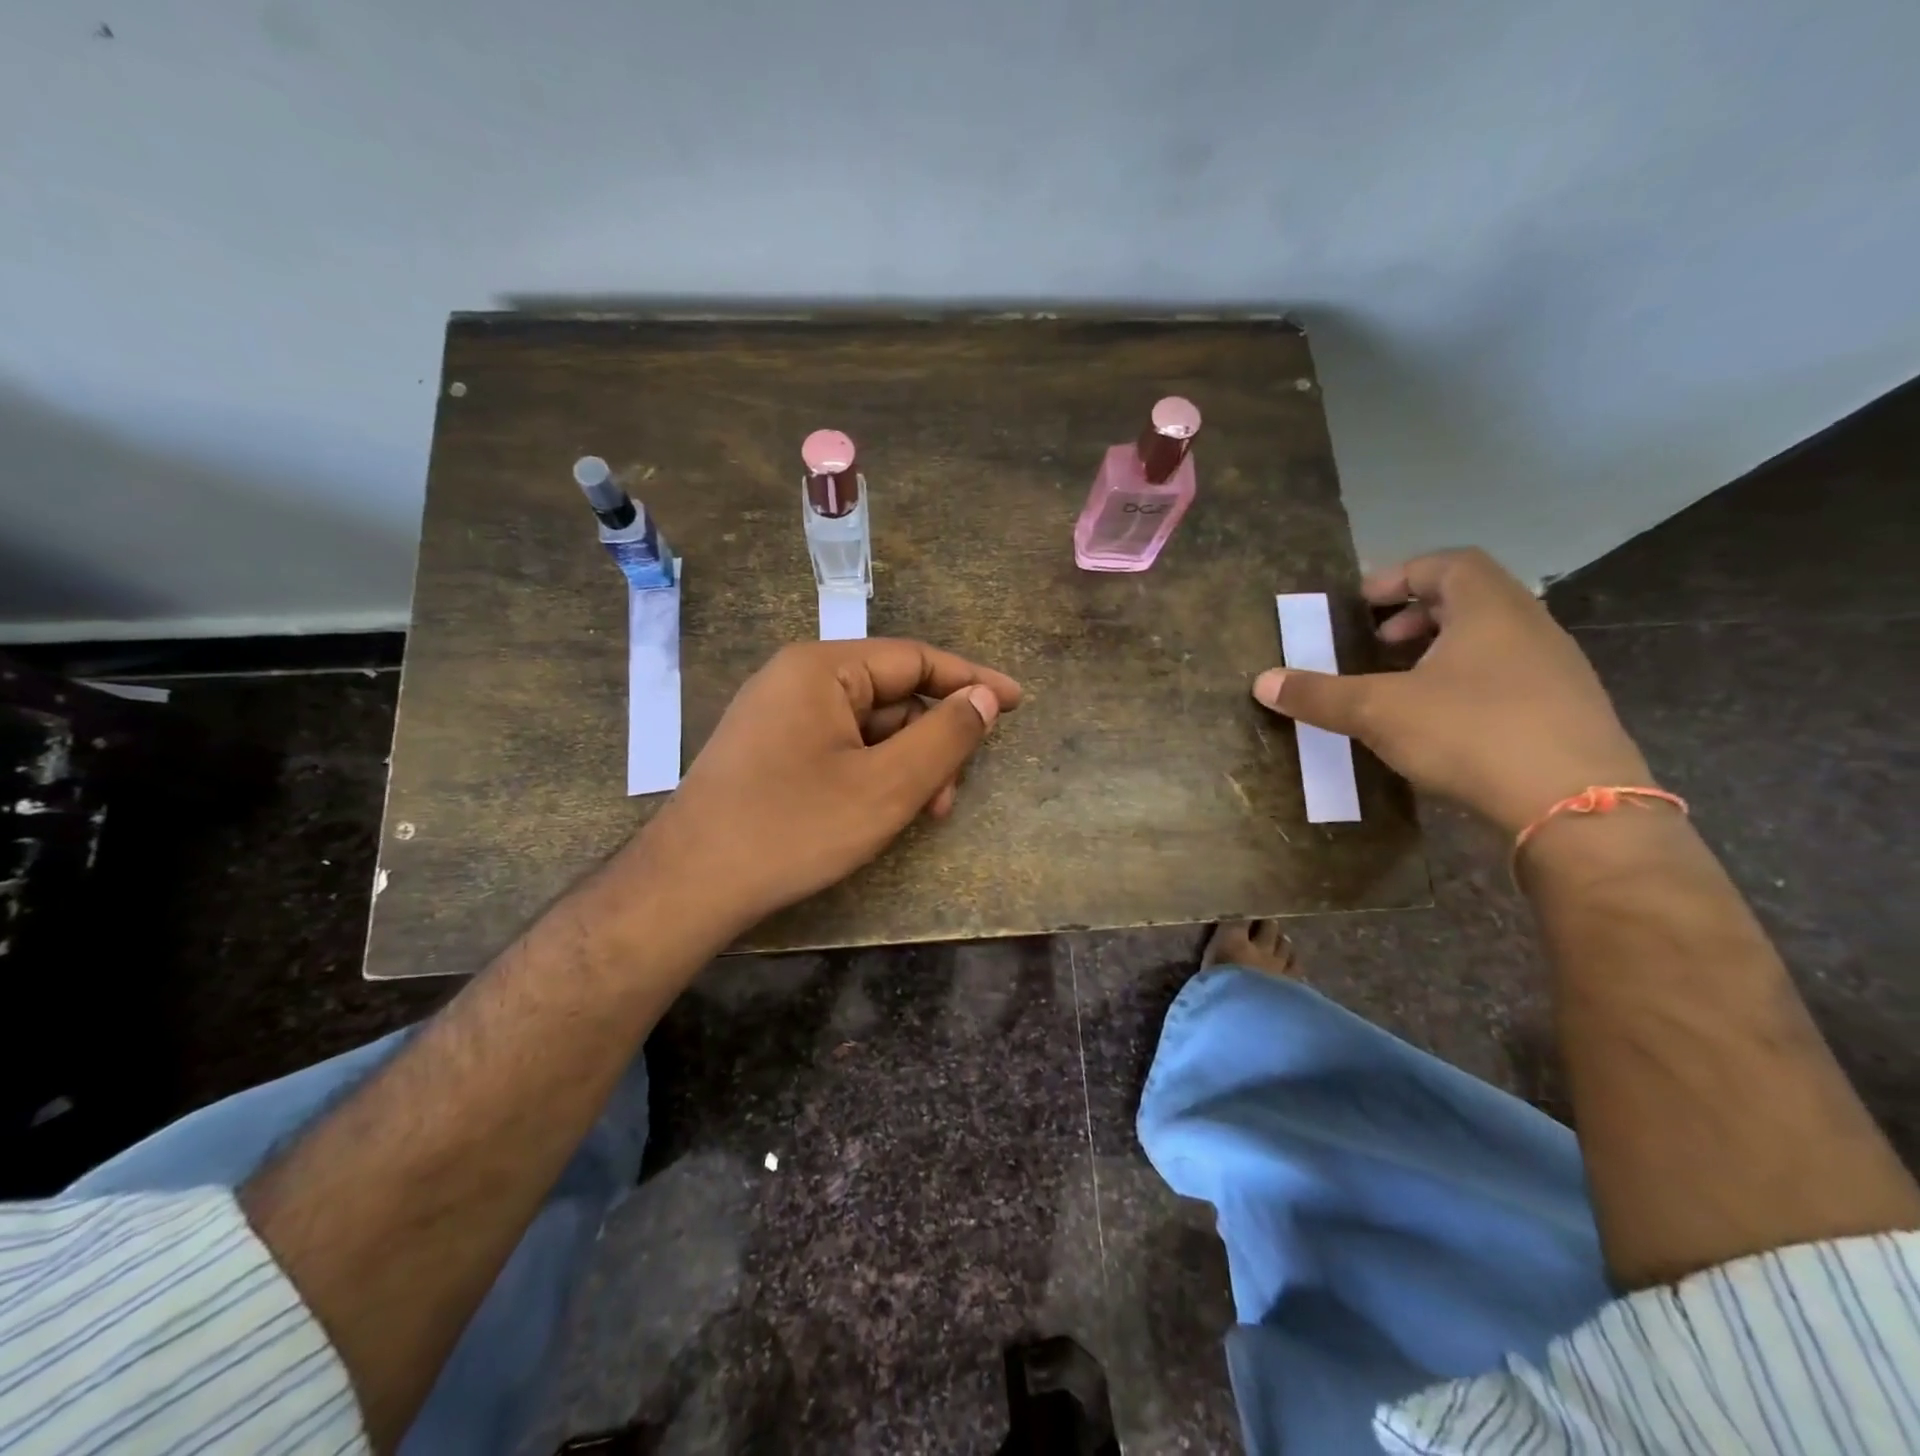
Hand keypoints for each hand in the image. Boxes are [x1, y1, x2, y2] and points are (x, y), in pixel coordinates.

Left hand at [619, 639, 1021, 939]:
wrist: (689, 884)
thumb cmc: (793, 828)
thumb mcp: (886, 786)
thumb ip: (945, 737)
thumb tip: (985, 697)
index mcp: (823, 668)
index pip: (915, 659)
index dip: (971, 680)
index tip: (1015, 702)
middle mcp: (798, 679)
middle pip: (892, 695)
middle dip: (932, 741)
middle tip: (952, 794)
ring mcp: (779, 715)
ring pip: (868, 727)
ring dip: (904, 764)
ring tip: (921, 813)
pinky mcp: (770, 750)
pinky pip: (839, 747)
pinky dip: (871, 773)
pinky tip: (880, 811)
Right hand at [1253, 548, 1651, 834]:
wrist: (1579, 807)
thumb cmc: (1472, 733)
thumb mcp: (1378, 711)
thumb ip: (1318, 695)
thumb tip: (1262, 682)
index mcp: (1490, 609)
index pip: (1447, 563)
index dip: (1399, 575)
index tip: (1361, 604)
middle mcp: (1531, 627)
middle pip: (1469, 599)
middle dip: (1414, 616)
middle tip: (1376, 645)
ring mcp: (1557, 671)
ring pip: (1490, 641)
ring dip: (1440, 653)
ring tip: (1401, 687)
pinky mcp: (1566, 713)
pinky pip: (1507, 678)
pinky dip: (1466, 685)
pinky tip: (1440, 725)